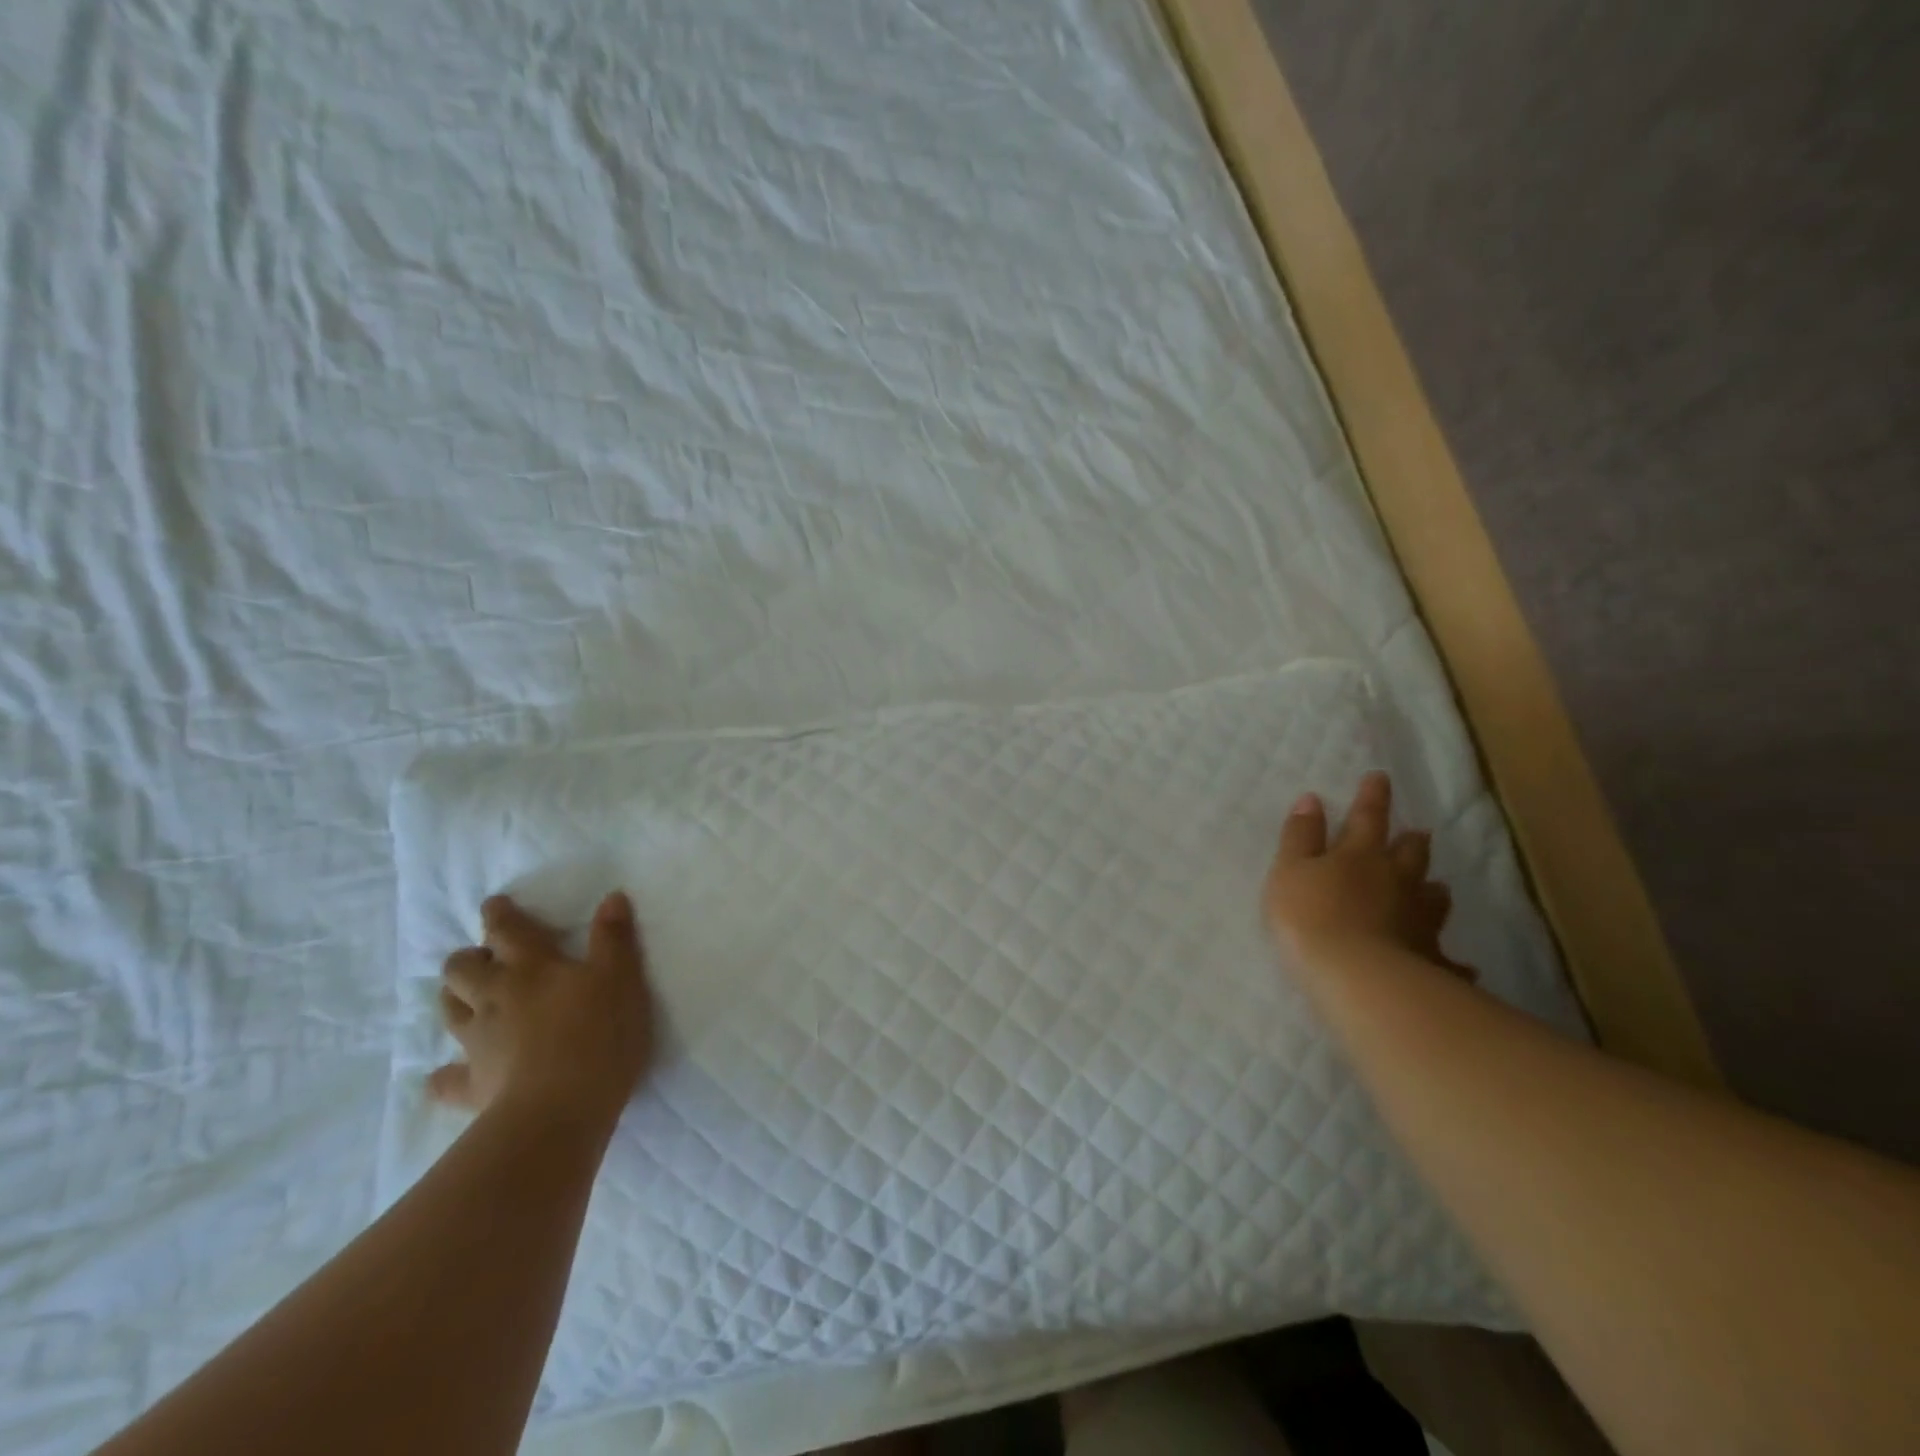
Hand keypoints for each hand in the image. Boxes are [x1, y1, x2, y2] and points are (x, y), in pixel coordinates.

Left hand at [431, 892, 654, 1129]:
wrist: (560, 1108)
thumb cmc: (599, 1033)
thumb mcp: (621, 978)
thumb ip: (613, 938)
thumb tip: (611, 897)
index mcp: (532, 968)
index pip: (507, 931)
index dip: (499, 915)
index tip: (493, 904)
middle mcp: (496, 998)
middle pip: (463, 970)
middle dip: (468, 959)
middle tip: (482, 958)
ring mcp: (479, 1043)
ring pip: (451, 1012)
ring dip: (454, 999)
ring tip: (466, 998)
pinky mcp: (473, 1085)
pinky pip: (447, 1080)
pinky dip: (444, 1076)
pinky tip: (444, 1078)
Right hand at [1262, 771, 1471, 979]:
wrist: (1355, 975)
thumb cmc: (1310, 916)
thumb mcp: (1289, 870)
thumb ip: (1300, 836)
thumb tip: (1311, 798)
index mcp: (1359, 855)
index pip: (1367, 817)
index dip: (1372, 797)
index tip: (1380, 777)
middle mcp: (1396, 881)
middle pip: (1410, 855)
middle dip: (1411, 842)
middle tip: (1418, 834)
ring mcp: (1418, 920)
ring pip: (1433, 898)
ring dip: (1433, 891)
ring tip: (1437, 889)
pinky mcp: (1429, 959)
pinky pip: (1447, 959)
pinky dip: (1452, 961)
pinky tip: (1462, 968)